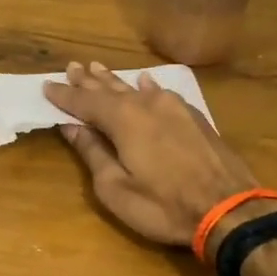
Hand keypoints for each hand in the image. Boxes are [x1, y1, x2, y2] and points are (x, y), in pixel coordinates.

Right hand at [44, 62, 262, 246]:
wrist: (230, 209)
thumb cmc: (164, 206)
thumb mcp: (116, 188)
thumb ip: (93, 153)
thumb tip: (71, 127)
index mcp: (123, 119)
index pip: (84, 102)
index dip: (64, 95)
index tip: (46, 86)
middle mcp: (146, 104)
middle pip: (109, 88)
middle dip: (88, 80)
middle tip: (72, 67)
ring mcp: (174, 107)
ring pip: (136, 88)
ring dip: (114, 81)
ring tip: (97, 69)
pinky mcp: (194, 117)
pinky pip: (162, 93)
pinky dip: (147, 87)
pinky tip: (145, 82)